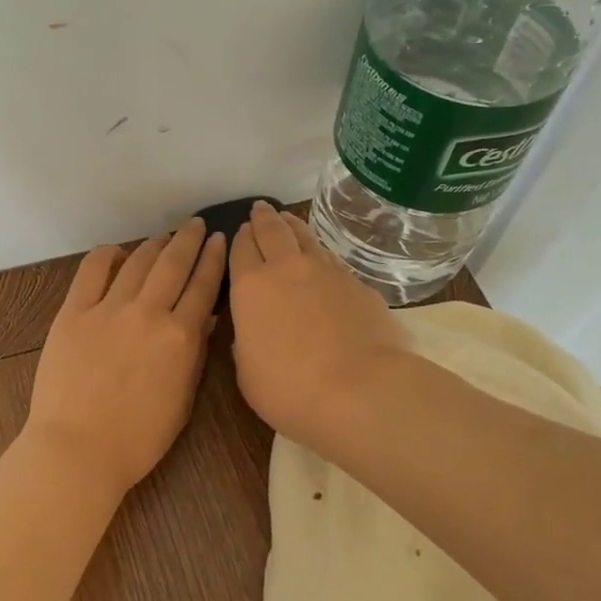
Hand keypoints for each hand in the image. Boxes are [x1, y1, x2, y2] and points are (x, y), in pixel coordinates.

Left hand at [24, 217, 226, 495]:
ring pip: (137, 262)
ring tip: (164, 237)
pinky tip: (117, 252)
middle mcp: (148, 313)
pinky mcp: (73, 312)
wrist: (78, 450)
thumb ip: (195, 354)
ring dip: (154, 245)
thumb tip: (207, 318)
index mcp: (180, 337)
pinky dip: (107, 255)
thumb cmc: (138, 437)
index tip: (220, 241)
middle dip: (189, 240)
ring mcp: (108, 309)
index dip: (214, 260)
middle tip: (197, 225)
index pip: (203, 287)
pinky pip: (92, 271)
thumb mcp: (182, 400)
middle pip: (173, 264)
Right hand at [228, 202, 406, 446]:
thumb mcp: (248, 373)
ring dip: (293, 226)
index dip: (239, 239)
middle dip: (263, 218)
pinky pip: (332, 259)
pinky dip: (321, 252)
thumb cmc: (290, 389)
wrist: (361, 390)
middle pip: (273, 232)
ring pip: (305, 238)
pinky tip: (322, 258)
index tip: (239, 231)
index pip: (240, 250)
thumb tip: (253, 330)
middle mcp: (287, 269)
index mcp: (251, 288)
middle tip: (260, 209)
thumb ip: (247, 343)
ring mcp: (327, 272)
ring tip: (288, 219)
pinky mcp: (359, 284)